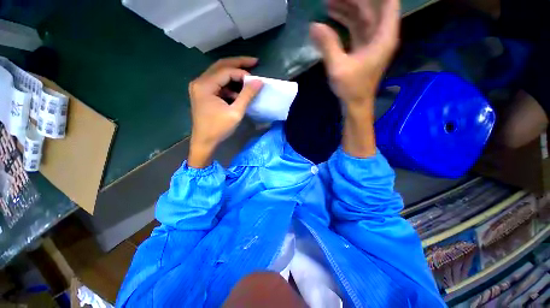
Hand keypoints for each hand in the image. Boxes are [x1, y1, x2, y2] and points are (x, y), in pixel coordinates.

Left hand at [188, 57, 262, 167]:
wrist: (204, 142)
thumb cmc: (219, 129)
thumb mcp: (235, 112)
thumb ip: (247, 95)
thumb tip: (259, 81)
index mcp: (205, 85)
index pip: (226, 71)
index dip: (242, 73)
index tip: (256, 80)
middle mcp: (199, 82)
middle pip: (221, 66)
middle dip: (238, 64)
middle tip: (254, 62)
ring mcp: (200, 87)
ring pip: (219, 74)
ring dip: (234, 75)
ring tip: (249, 77)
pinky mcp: (203, 93)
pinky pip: (218, 84)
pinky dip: (229, 85)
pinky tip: (238, 92)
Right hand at [310, 0, 399, 157]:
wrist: (355, 104)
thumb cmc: (351, 88)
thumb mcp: (338, 67)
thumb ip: (328, 45)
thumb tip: (314, 26)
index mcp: (383, 36)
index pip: (388, 2)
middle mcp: (380, 35)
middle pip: (371, 7)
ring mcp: (371, 41)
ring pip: (362, 17)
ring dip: (346, 8)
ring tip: (328, 3)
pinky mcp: (362, 48)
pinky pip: (355, 28)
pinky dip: (345, 21)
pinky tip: (331, 18)